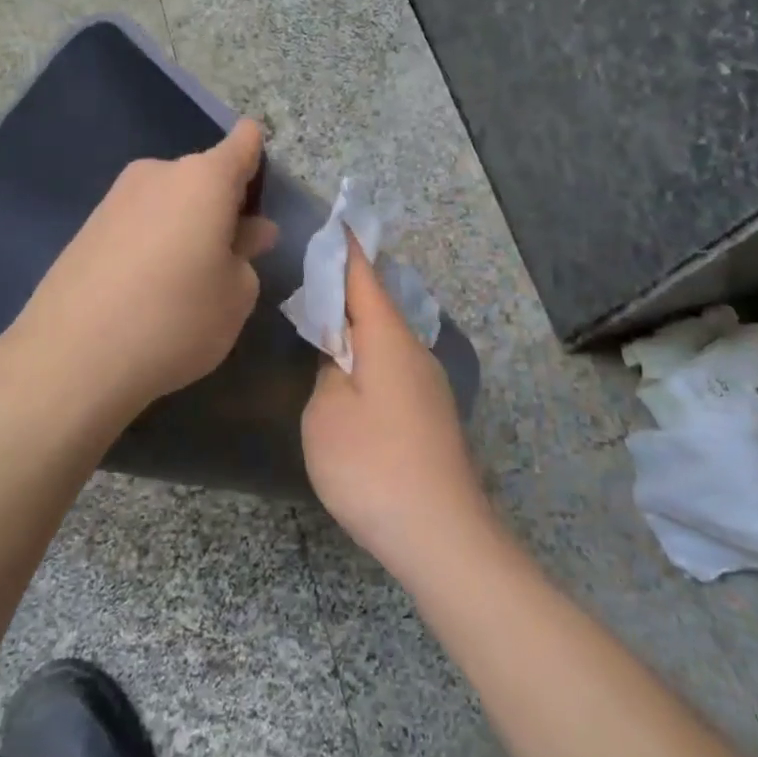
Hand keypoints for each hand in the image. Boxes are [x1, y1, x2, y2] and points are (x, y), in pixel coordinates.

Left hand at [3, 119, 277, 427]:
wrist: (71, 358)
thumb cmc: (176, 319)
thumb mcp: (236, 296)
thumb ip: (246, 254)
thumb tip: (245, 232)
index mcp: (204, 178)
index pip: (244, 142)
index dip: (259, 160)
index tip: (263, 197)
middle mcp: (158, 173)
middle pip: (204, 176)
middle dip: (222, 207)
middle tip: (232, 256)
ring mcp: (116, 198)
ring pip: (169, 201)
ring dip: (186, 227)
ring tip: (188, 282)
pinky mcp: (87, 227)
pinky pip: (138, 223)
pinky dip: (152, 243)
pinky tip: (149, 290)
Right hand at [302, 241, 494, 578]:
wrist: (441, 536)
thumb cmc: (373, 466)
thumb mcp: (327, 413)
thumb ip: (328, 370)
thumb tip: (341, 355)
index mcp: (388, 339)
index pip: (364, 277)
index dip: (347, 249)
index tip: (336, 220)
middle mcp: (415, 351)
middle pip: (378, 303)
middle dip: (349, 284)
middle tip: (315, 270)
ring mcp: (428, 384)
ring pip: (387, 336)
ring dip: (359, 322)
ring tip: (325, 318)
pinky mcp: (430, 413)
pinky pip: (394, 364)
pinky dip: (369, 354)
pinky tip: (351, 371)